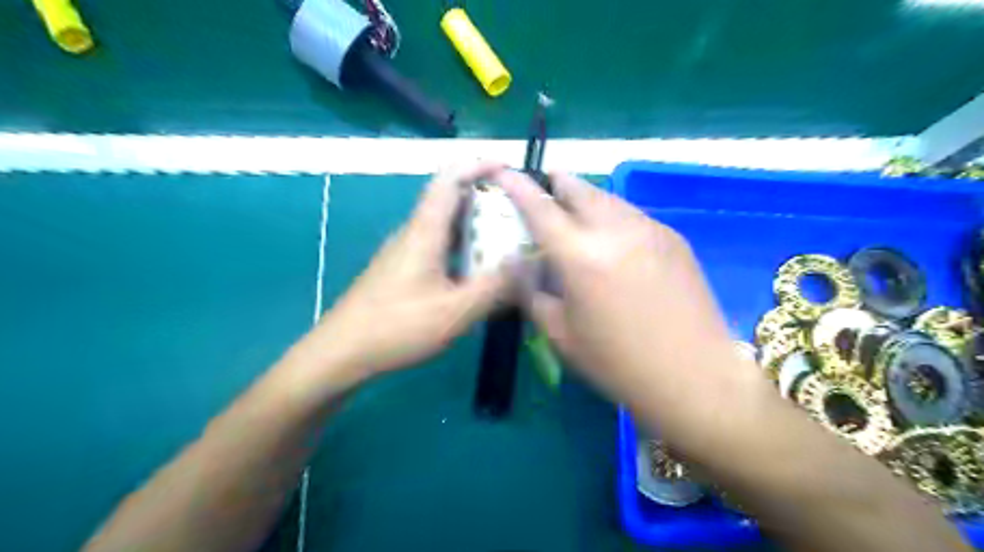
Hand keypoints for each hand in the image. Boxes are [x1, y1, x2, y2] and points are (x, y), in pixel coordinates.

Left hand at [302, 161, 510, 382]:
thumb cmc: (396, 328)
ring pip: (445, 224)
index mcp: (424, 231)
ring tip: (507, 238)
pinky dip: (463, 246)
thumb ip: (494, 288)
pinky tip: (478, 270)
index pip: (450, 178)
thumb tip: (527, 262)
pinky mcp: (402, 269)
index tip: (509, 167)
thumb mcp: (454, 312)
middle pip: (450, 197)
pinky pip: (438, 245)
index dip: (479, 164)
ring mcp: (406, 251)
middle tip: (519, 210)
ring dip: (475, 223)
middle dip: (485, 196)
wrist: (341, 352)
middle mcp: (414, 232)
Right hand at [501, 173, 753, 409]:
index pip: (540, 208)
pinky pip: (632, 215)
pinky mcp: (673, 238)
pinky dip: (612, 215)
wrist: (693, 375)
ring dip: (586, 197)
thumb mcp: (560, 334)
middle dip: (558, 182)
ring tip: (576, 206)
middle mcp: (614, 231)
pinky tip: (612, 235)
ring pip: (608, 198)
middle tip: (546, 182)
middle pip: (579, 189)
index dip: (517, 186)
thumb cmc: (617, 362)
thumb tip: (515, 260)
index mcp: (580, 256)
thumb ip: (531, 291)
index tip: (504, 172)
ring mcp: (649, 230)